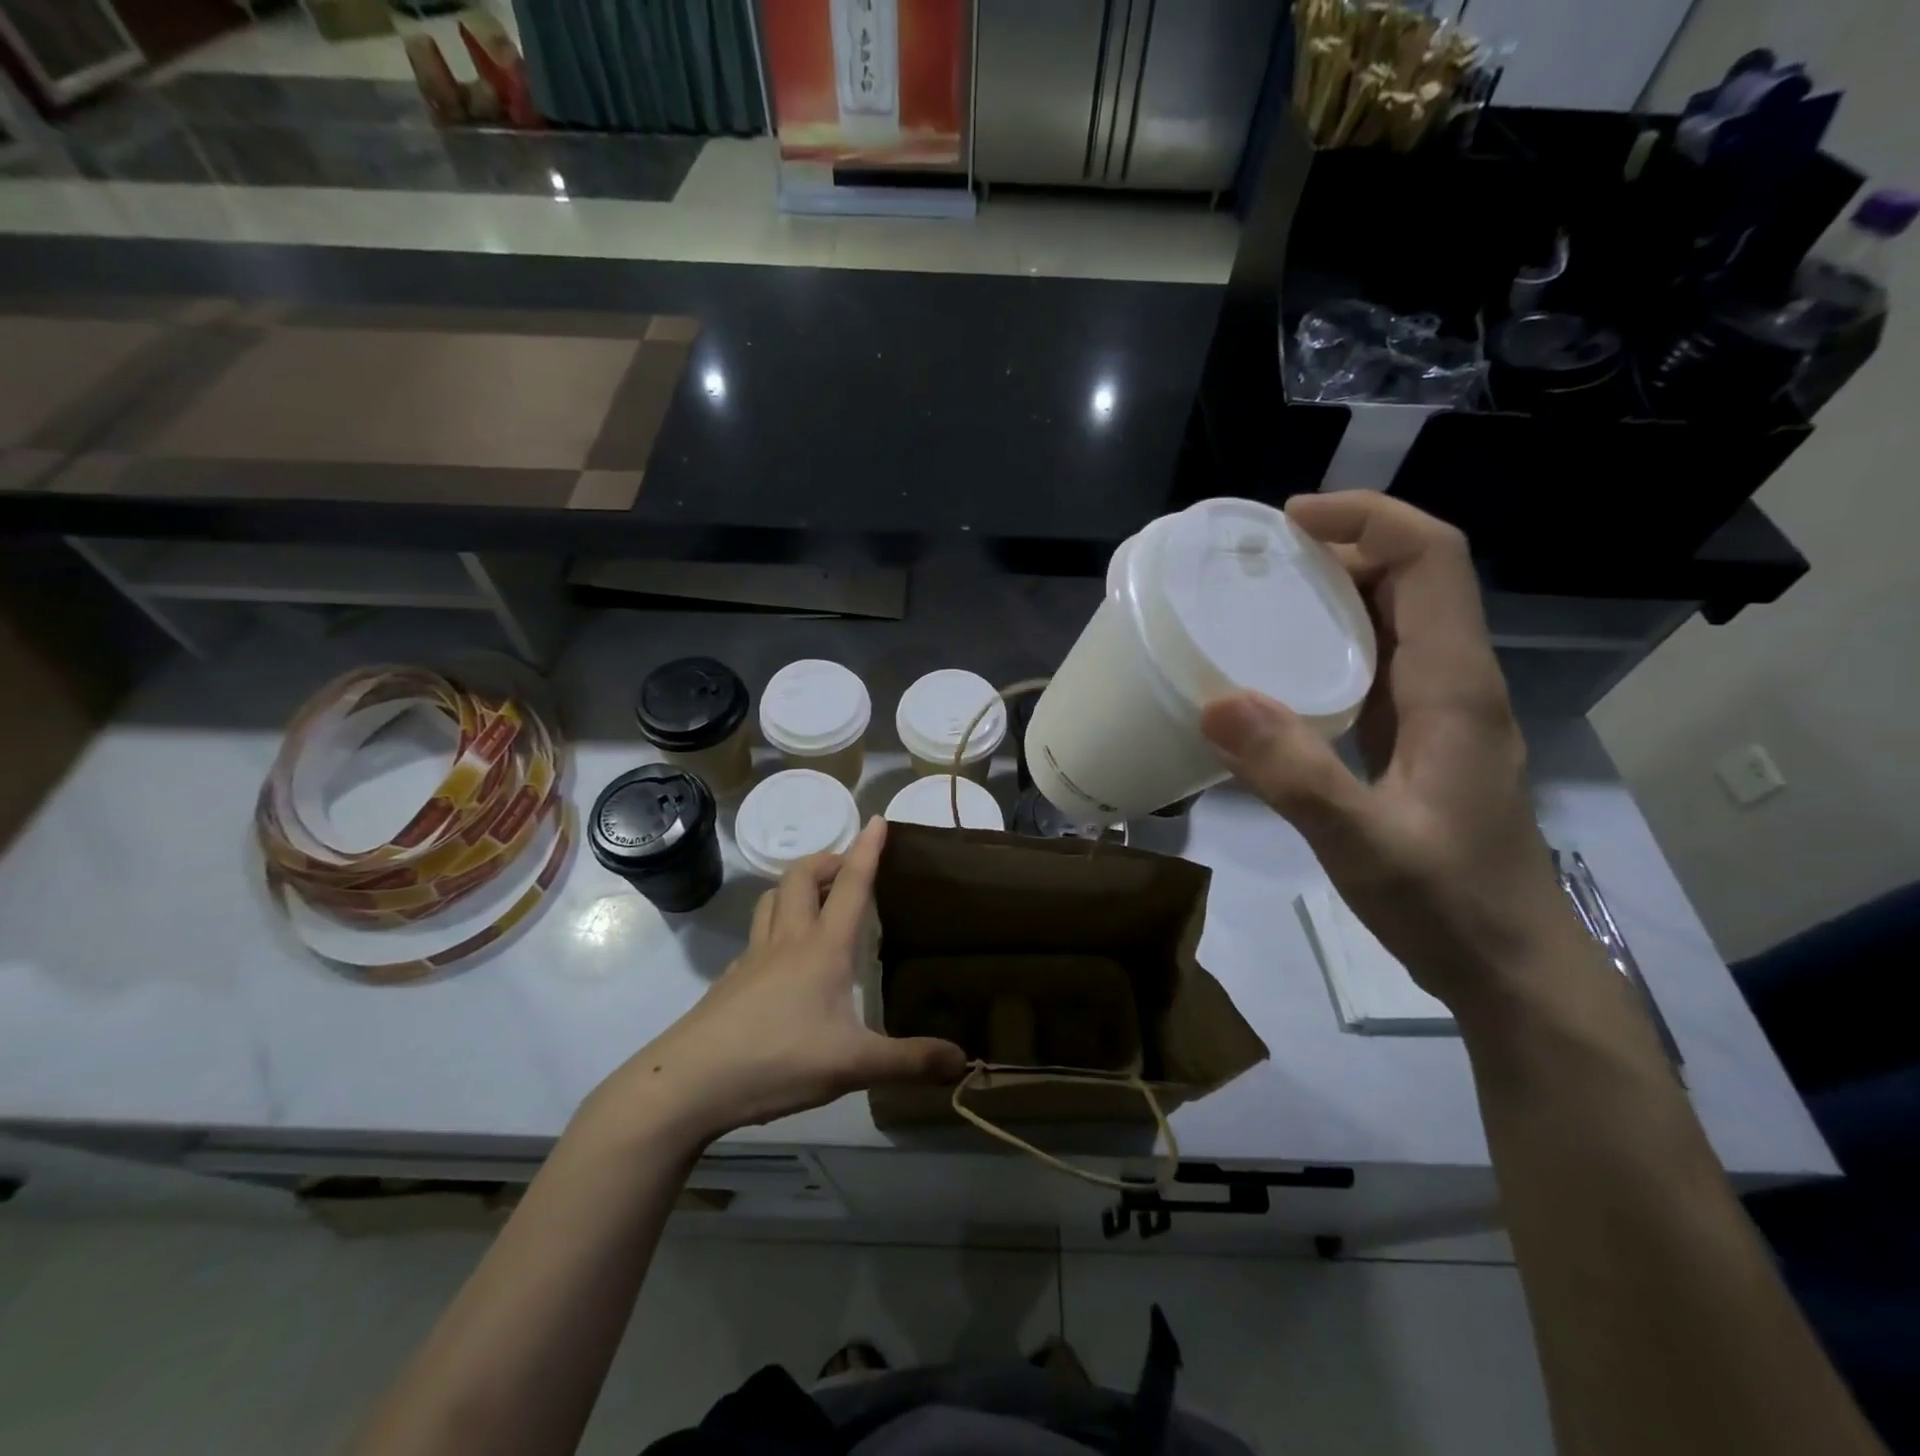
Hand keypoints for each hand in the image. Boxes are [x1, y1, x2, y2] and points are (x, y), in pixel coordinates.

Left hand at [585, 817, 965, 1148]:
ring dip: (796, 885)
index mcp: (823, 949)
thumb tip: (964, 1061)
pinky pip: (755, 936)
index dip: (867, 850)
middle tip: (848, 869)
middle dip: (827, 860)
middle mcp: (787, 941)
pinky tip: (781, 957)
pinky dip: (774, 926)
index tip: (878, 820)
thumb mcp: (853, 1066)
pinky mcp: (730, 981)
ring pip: (772, 899)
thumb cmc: (777, 1059)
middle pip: (802, 877)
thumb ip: (909, 1062)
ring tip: (816, 898)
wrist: (688, 1083)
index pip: (851, 886)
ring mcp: (752, 958)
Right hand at [1199, 492, 1577, 1007]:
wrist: (1511, 967)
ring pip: (1396, 619)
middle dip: (1343, 545)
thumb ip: (1294, 774)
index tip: (1289, 521)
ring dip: (1337, 590)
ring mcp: (1439, 712)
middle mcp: (1454, 683)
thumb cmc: (1449, 905)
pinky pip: (1379, 664)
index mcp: (1454, 686)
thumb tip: (1215, 701)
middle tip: (1257, 560)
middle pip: (1414, 577)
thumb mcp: (1364, 843)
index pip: (1432, 561)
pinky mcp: (1419, 740)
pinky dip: (1332, 642)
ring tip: (1260, 597)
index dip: (1369, 518)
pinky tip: (1281, 668)